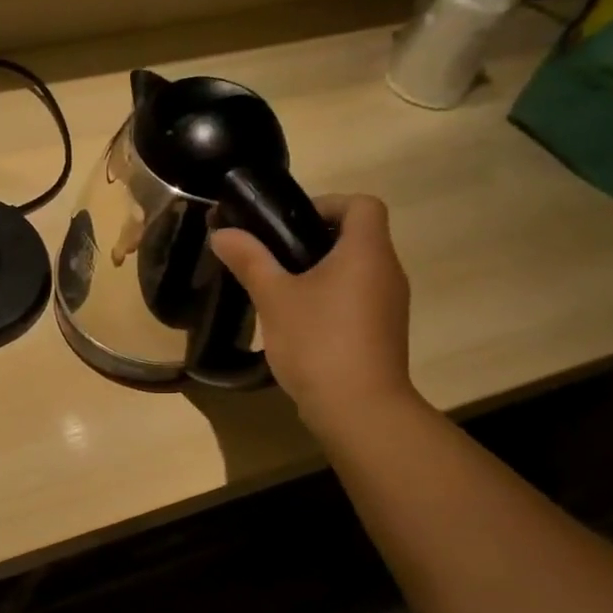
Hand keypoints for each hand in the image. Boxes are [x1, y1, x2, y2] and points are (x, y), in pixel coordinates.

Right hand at [210, 194, 416, 444]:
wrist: (358, 408)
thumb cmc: (317, 341)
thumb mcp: (274, 297)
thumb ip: (250, 260)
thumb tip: (222, 232)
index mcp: (366, 251)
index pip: (361, 204)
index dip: (326, 204)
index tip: (288, 225)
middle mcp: (387, 271)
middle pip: (358, 236)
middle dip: (314, 240)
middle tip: (273, 258)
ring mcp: (390, 305)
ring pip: (356, 271)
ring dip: (322, 272)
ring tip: (280, 292)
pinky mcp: (383, 333)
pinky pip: (357, 299)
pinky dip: (331, 300)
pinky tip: (300, 324)